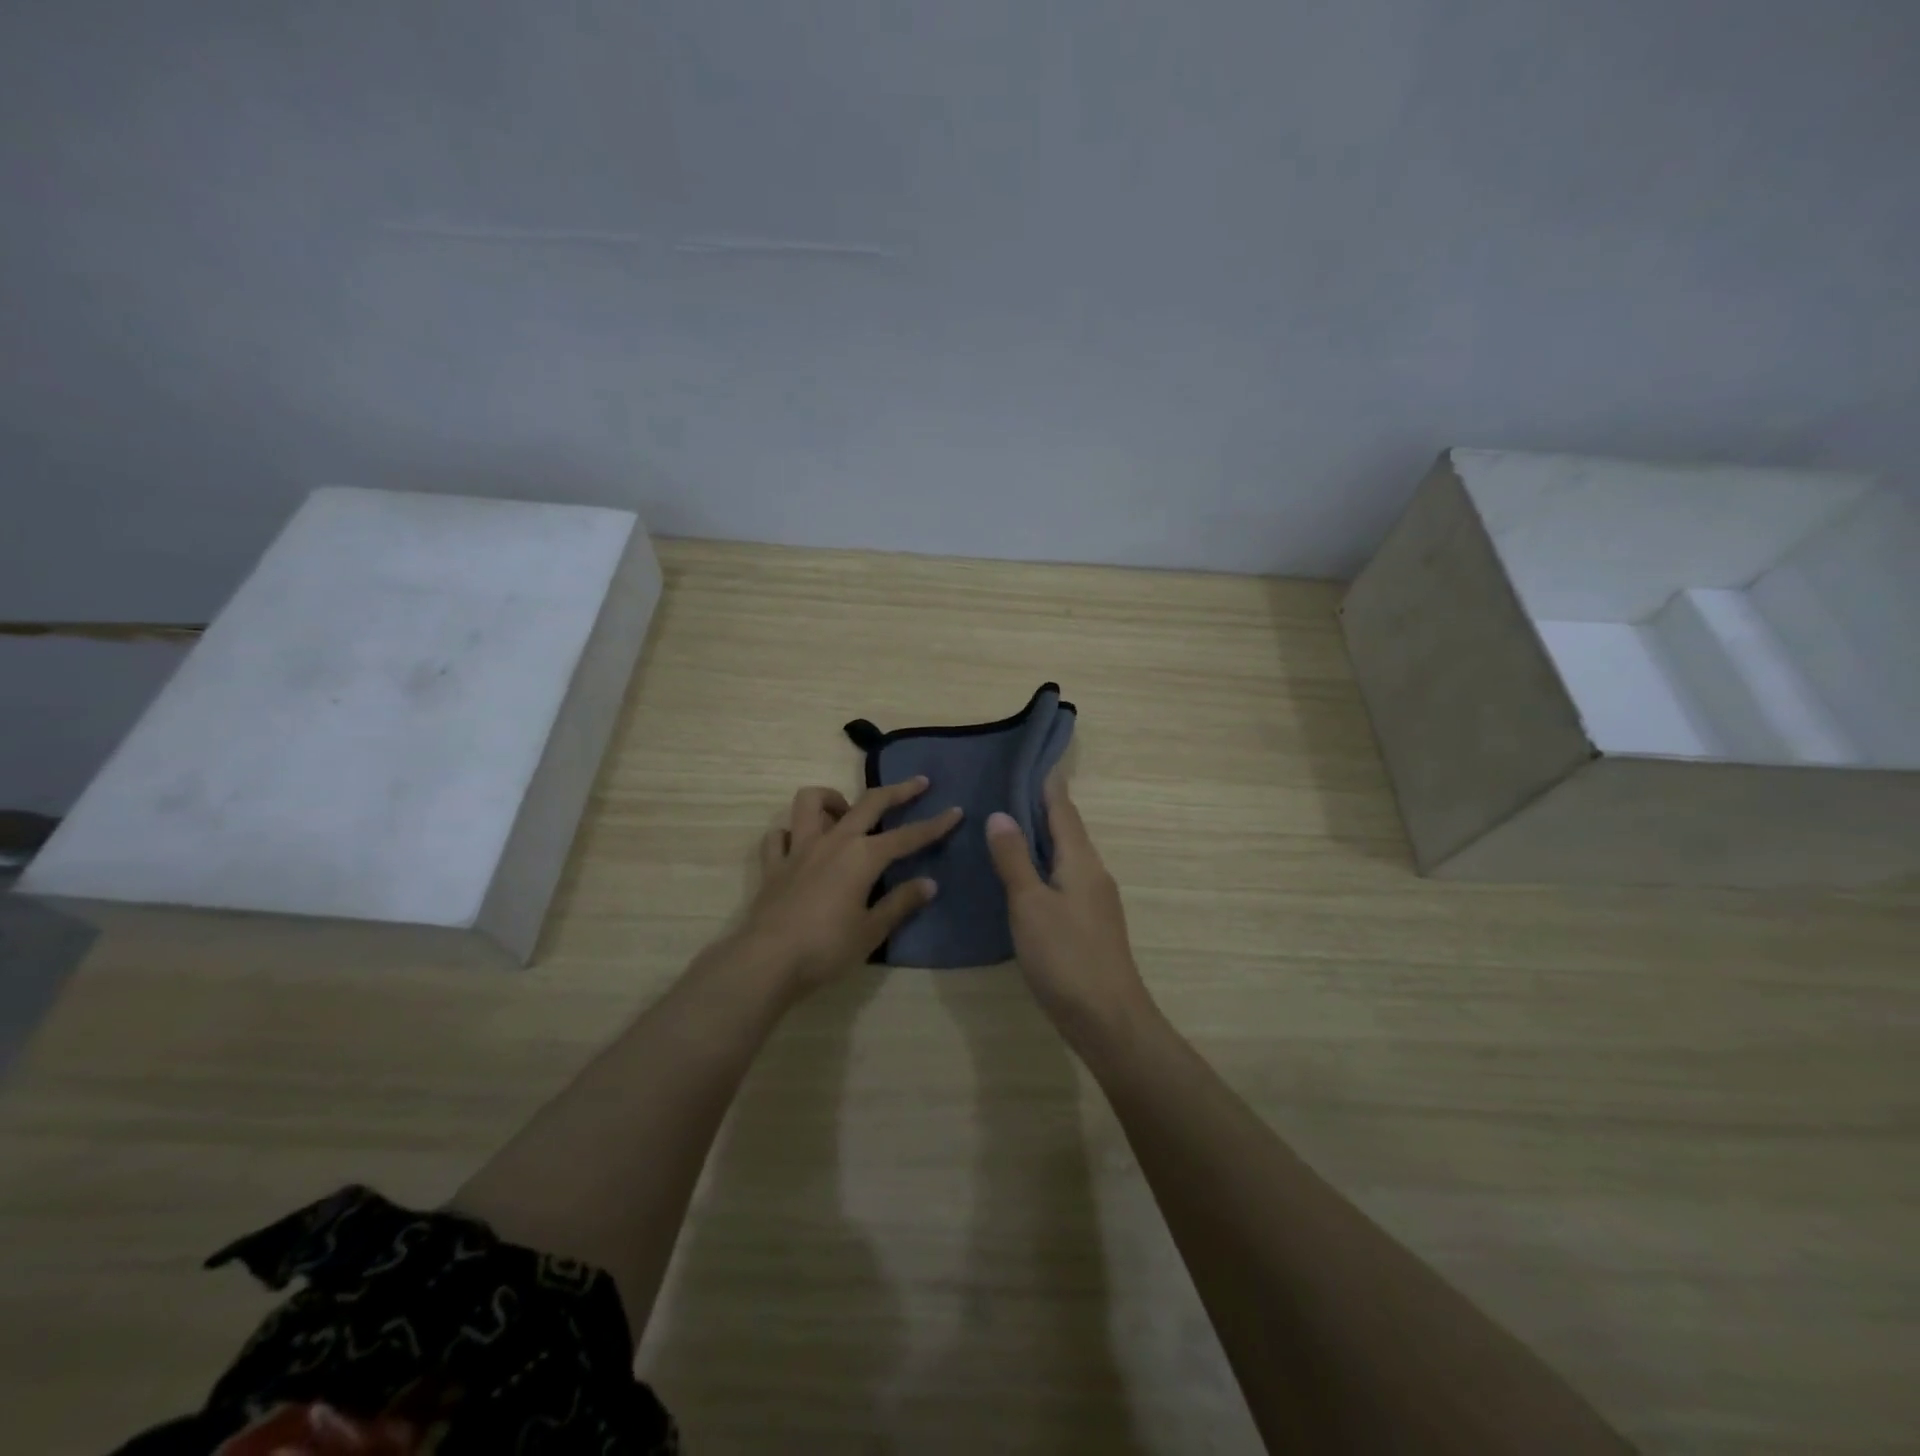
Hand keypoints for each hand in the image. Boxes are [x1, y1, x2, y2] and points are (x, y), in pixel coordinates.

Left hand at [743, 777, 962, 995]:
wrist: (767, 961)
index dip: (935, 825)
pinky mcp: (774, 864)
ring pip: (811, 802)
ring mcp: (799, 849)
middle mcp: (833, 841)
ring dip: (832, 799)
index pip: (907, 836)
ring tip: (845, 811)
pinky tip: (800, 844)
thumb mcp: (872, 930)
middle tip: (919, 782)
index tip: (956, 811)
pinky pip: (779, 835)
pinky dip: (790, 833)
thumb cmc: (827, 948)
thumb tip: (929, 883)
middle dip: (898, 791)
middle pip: (869, 803)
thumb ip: (900, 903)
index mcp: (863, 856)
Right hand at [986, 778, 1154, 1048]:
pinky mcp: (1088, 924)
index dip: (1047, 784)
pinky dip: (1042, 867)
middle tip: (1005, 789)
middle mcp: (1092, 873)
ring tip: (1007, 827)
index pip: (1063, 809)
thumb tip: (1001, 814)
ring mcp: (1094, 900)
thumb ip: (1014, 859)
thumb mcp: (1030, 904)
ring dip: (1040, 838)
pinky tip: (1022, 878)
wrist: (1108, 1019)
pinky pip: (1063, 880)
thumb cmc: (1066, 957)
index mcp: (1081, 861)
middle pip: (1066, 830)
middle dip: (1040, 808)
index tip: (1030, 760)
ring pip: (1065, 856)